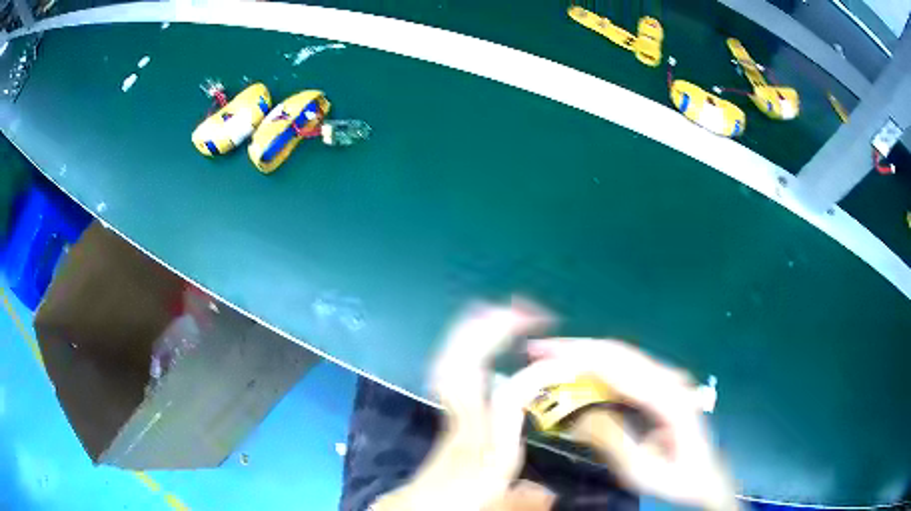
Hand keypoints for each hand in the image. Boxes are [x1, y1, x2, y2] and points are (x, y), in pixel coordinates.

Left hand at [373, 300, 553, 510]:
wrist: (419, 505)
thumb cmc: (463, 503)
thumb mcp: (503, 506)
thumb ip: (530, 499)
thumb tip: (553, 493)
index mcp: (487, 446)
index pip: (508, 398)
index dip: (533, 374)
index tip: (560, 362)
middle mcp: (466, 422)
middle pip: (467, 366)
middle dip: (493, 330)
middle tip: (524, 310)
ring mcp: (450, 411)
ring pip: (452, 361)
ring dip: (475, 330)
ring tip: (502, 309)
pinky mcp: (446, 408)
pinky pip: (448, 366)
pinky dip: (463, 343)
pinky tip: (478, 332)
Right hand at [504, 339, 739, 510]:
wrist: (705, 478)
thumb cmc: (677, 480)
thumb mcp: (642, 472)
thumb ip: (613, 441)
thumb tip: (579, 415)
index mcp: (667, 398)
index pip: (617, 366)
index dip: (577, 355)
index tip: (543, 353)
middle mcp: (669, 380)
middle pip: (618, 353)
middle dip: (576, 348)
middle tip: (537, 351)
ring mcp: (667, 381)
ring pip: (621, 357)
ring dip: (585, 355)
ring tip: (550, 359)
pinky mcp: (662, 388)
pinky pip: (626, 370)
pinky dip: (598, 367)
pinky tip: (578, 373)